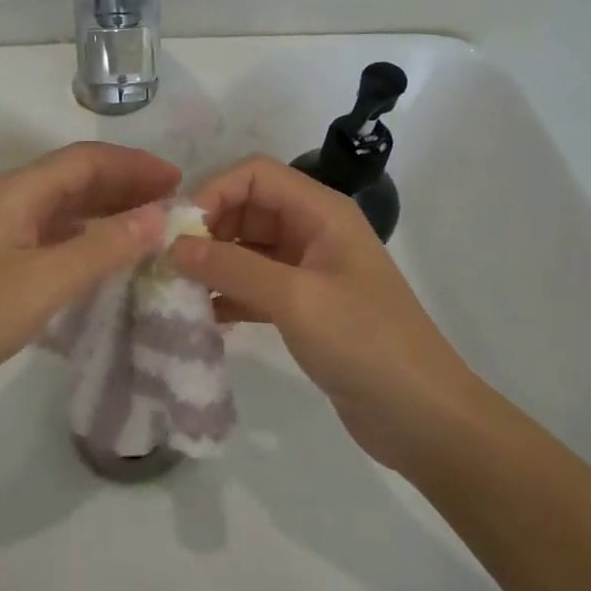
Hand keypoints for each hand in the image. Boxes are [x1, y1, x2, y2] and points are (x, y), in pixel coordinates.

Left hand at [0, 142, 177, 420]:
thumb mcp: (44, 281)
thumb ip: (103, 248)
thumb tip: (159, 216)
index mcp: (19, 191)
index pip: (87, 160)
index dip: (135, 165)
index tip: (180, 181)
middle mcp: (10, 203)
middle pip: (76, 181)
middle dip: (125, 188)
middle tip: (173, 208)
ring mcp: (0, 236)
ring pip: (64, 213)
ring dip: (107, 217)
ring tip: (150, 234)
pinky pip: (52, 243)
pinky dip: (85, 246)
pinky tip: (106, 266)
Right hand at [170, 155, 486, 471]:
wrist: (421, 416)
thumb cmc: (364, 343)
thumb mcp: (296, 299)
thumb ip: (232, 268)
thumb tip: (174, 247)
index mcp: (321, 212)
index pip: (255, 174)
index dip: (213, 191)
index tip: (177, 232)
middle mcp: (314, 231)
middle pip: (248, 209)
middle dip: (207, 230)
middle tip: (168, 265)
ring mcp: (309, 270)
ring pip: (247, 249)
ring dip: (212, 265)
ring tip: (175, 291)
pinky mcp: (304, 307)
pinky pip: (254, 286)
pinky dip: (228, 295)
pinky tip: (202, 317)